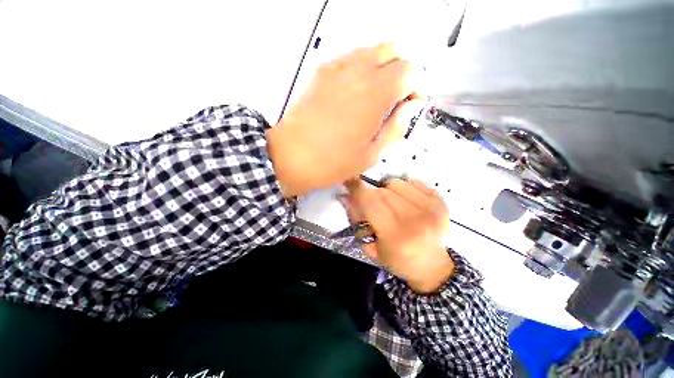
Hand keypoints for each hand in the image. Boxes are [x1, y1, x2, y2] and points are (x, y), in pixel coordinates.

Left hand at [267, 43, 424, 196]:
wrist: (292, 156)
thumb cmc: (333, 162)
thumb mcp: (371, 154)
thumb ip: (396, 127)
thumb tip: (410, 106)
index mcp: (375, 95)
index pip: (410, 71)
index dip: (414, 87)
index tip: (408, 105)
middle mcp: (358, 73)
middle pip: (393, 53)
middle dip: (401, 73)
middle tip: (394, 99)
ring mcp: (337, 68)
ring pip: (372, 51)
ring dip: (382, 68)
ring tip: (375, 96)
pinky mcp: (321, 72)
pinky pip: (350, 58)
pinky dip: (361, 68)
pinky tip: (355, 90)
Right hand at [340, 178, 454, 293]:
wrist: (432, 265)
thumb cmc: (398, 259)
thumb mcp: (371, 247)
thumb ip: (357, 220)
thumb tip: (345, 195)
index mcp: (396, 236)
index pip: (371, 204)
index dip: (357, 190)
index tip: (349, 181)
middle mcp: (415, 220)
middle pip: (382, 192)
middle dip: (372, 195)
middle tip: (373, 204)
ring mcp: (431, 209)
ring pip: (396, 183)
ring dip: (387, 190)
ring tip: (391, 203)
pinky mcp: (440, 201)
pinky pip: (413, 182)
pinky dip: (404, 188)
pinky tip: (406, 201)